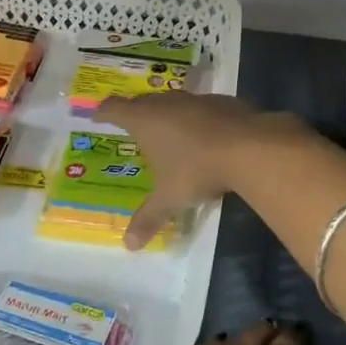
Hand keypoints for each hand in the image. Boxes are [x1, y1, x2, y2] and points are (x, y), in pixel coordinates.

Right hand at [95, 92, 300, 249]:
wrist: (249, 147)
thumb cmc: (197, 169)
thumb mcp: (170, 198)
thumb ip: (149, 218)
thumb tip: (129, 245)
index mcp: (144, 119)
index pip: (114, 109)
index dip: (103, 112)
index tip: (96, 116)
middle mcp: (166, 103)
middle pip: (142, 102)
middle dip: (134, 112)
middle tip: (130, 125)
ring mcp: (196, 99)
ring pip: (173, 102)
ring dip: (166, 114)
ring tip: (165, 130)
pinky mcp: (222, 102)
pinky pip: (200, 108)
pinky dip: (195, 119)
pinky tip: (203, 136)